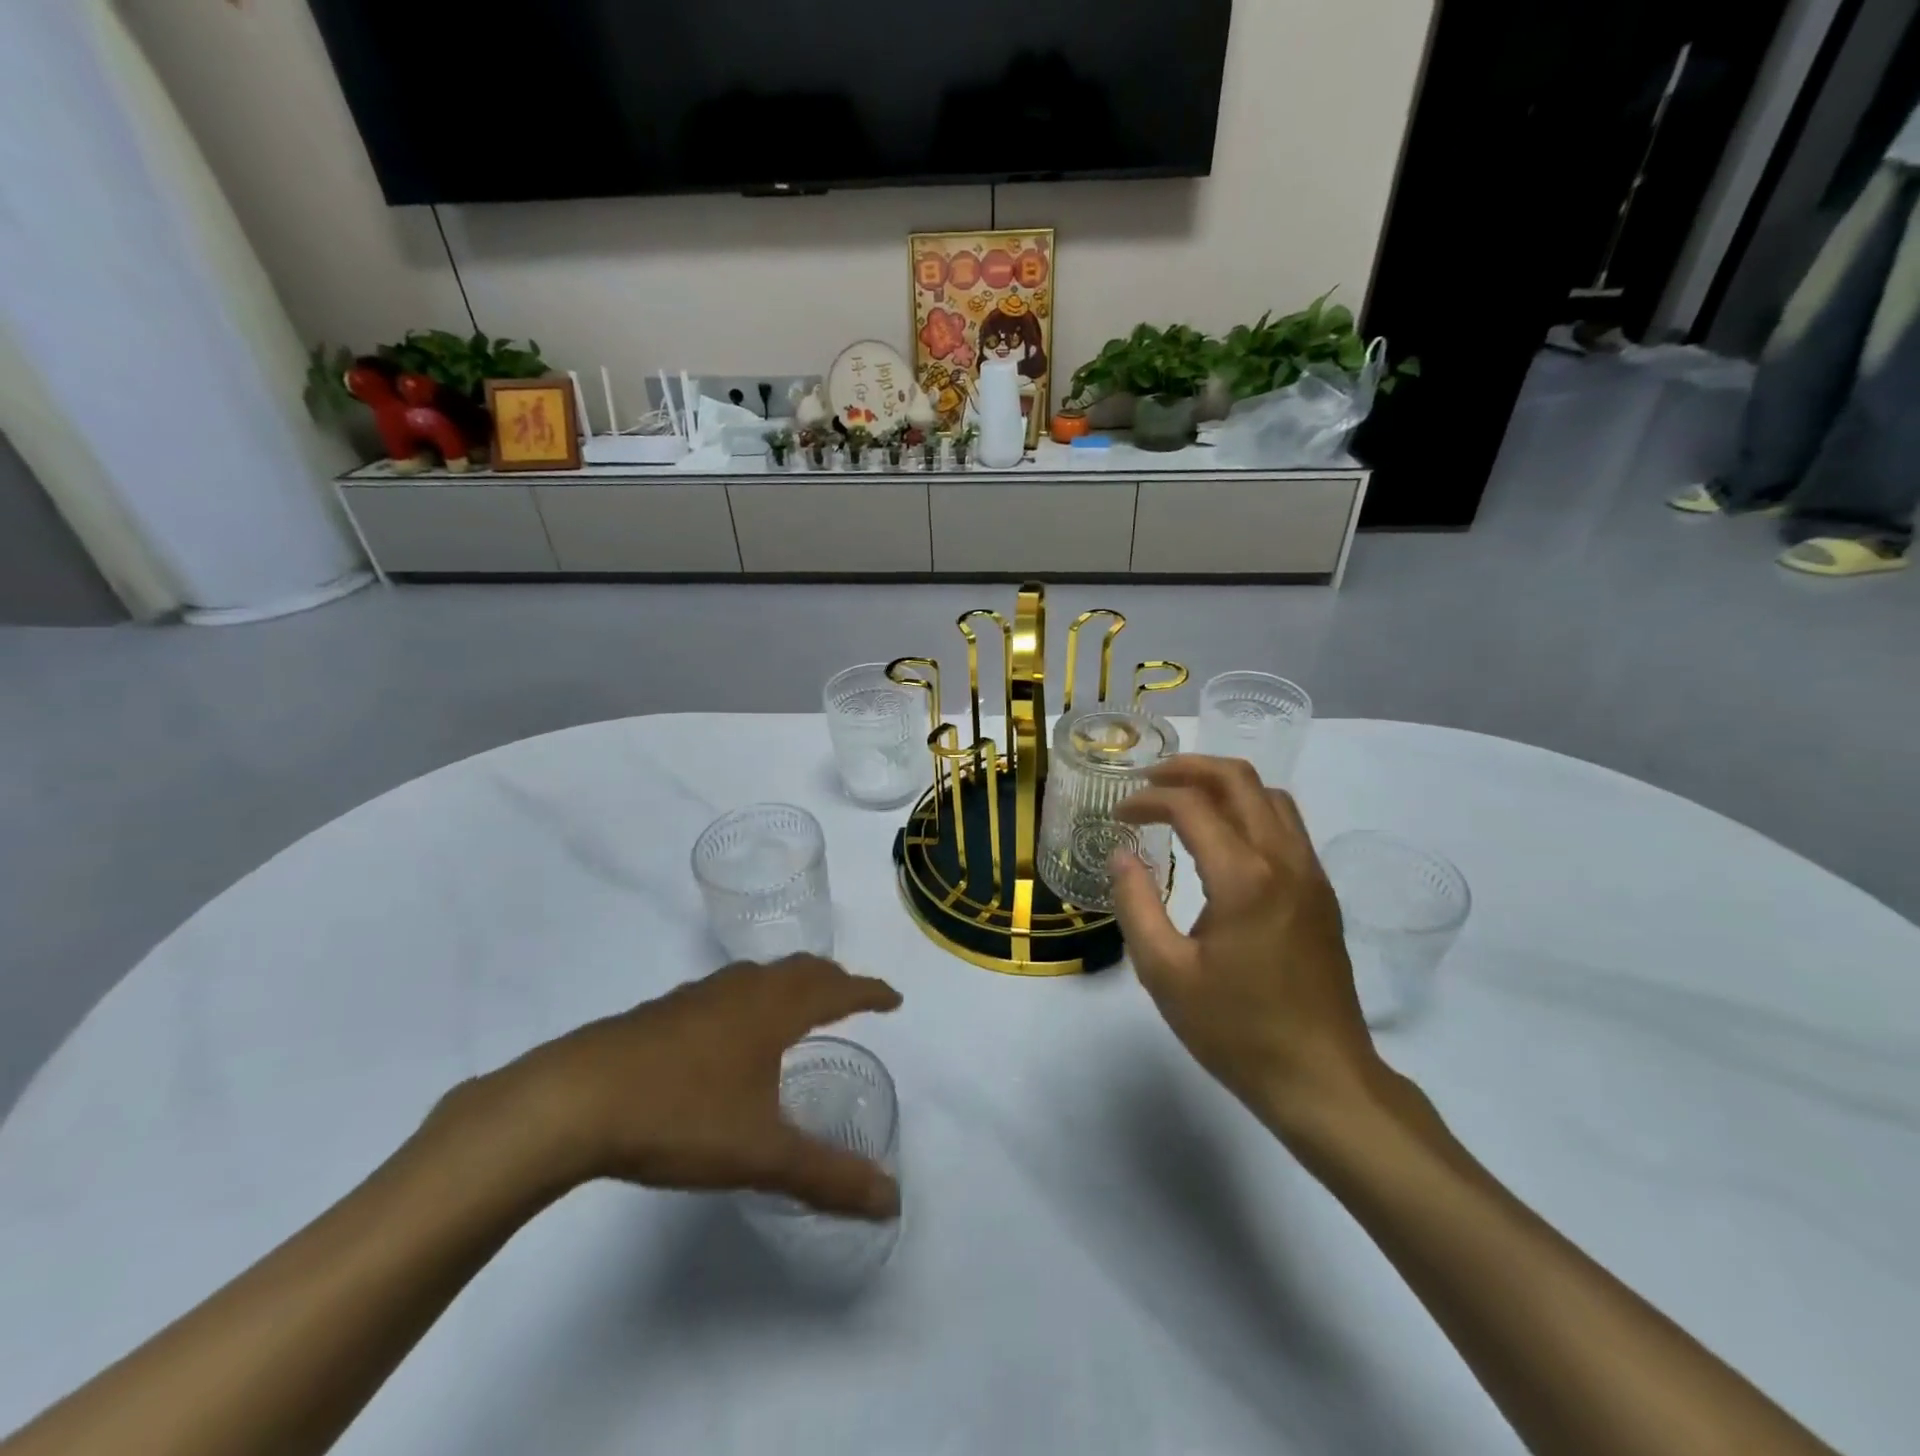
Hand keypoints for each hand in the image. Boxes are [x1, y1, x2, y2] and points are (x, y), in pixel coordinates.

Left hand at [475, 956, 902, 1218]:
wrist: (573, 1099)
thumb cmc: (681, 1115)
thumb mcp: (762, 1153)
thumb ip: (828, 1176)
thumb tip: (891, 1201)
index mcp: (775, 1008)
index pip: (838, 989)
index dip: (870, 993)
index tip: (894, 999)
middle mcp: (743, 990)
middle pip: (802, 970)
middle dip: (834, 982)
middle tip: (853, 1000)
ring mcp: (699, 996)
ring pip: (761, 977)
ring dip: (792, 985)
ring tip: (799, 1010)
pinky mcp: (664, 1011)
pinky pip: (729, 992)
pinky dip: (754, 999)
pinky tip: (732, 1034)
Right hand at [1112, 756, 1384, 1142]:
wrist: (1323, 1079)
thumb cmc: (1236, 1030)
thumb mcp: (1165, 973)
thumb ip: (1135, 904)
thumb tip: (1121, 854)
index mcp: (1245, 877)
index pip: (1191, 806)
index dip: (1148, 799)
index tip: (1118, 814)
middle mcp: (1284, 860)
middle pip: (1240, 780)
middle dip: (1189, 769)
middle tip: (1149, 779)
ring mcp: (1311, 874)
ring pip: (1271, 797)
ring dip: (1224, 785)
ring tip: (1183, 800)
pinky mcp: (1321, 893)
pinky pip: (1286, 826)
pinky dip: (1249, 810)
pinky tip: (1222, 839)